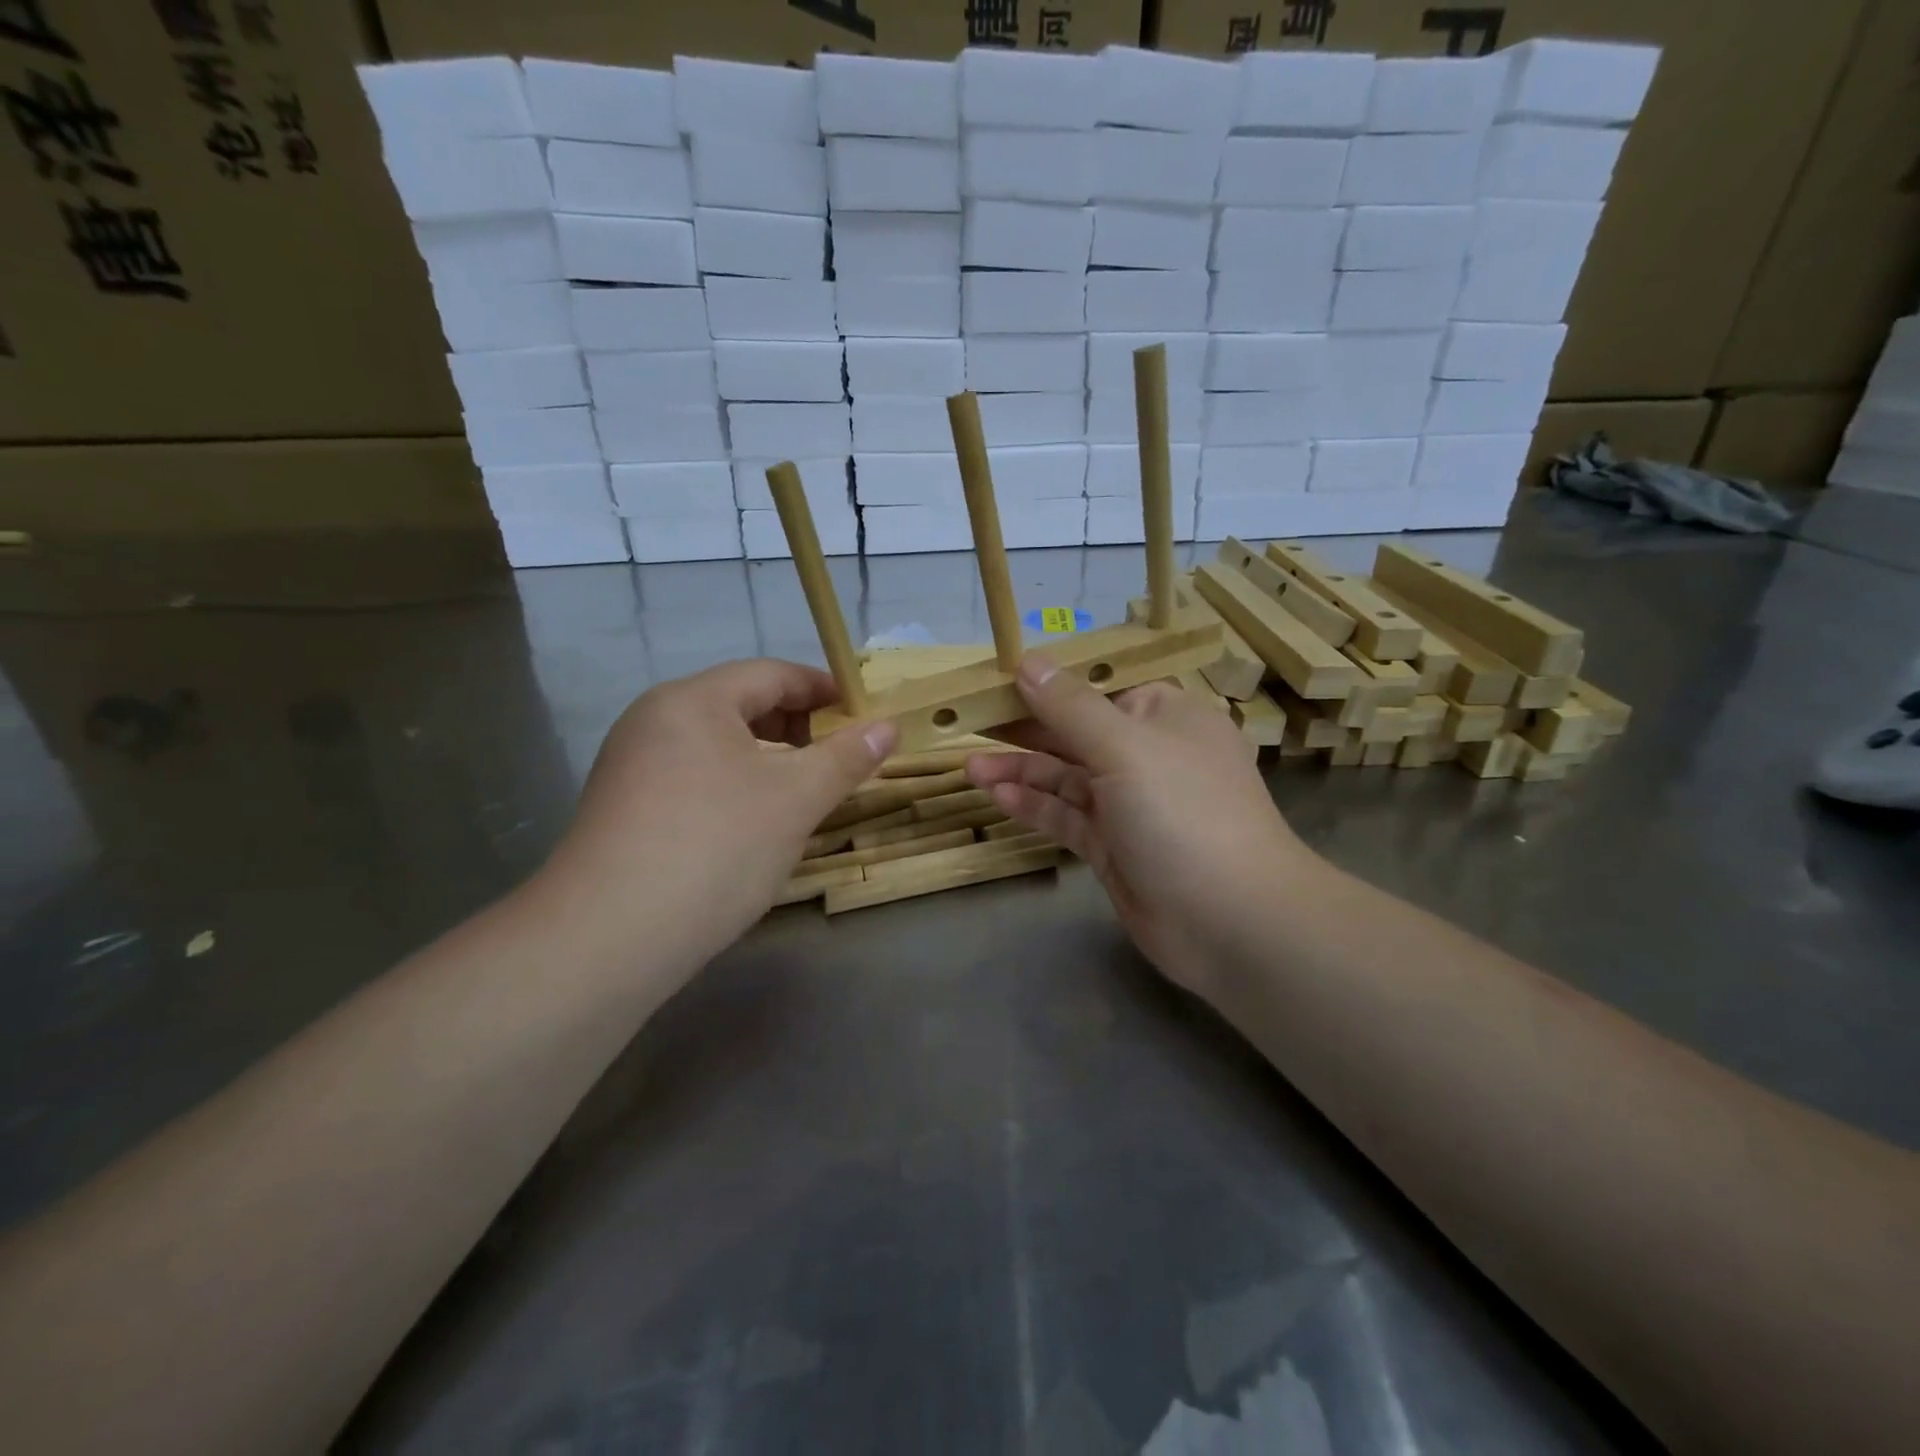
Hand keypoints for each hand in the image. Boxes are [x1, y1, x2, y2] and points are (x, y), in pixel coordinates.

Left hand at [541, 659, 894, 974]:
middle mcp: (655, 720)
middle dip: (799, 728)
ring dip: (770, 762)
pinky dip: (738, 788)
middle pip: (742, 706)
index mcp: (692, 700)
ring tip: (807, 795)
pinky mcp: (626, 809)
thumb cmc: (716, 846)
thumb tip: (888, 727)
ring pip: (720, 747)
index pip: (772, 673)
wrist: (608, 938)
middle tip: (842, 760)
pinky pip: (696, 779)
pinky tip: (758, 826)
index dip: (825, 689)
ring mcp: (633, 766)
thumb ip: (846, 757)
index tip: (865, 715)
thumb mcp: (795, 799)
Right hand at [967, 654, 1321, 1000]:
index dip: (1049, 684)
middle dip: (1025, 730)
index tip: (997, 682)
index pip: (1099, 689)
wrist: (1231, 922)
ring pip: (1066, 778)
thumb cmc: (1184, 814)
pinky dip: (1035, 806)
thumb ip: (1071, 707)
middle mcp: (1149, 755)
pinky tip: (997, 797)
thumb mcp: (1125, 747)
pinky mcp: (1114, 847)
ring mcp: (1130, 805)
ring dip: (1021, 771)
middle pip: (1076, 733)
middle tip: (969, 723)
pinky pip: (1067, 817)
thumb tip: (1029, 661)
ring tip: (970, 766)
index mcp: (1165, 717)